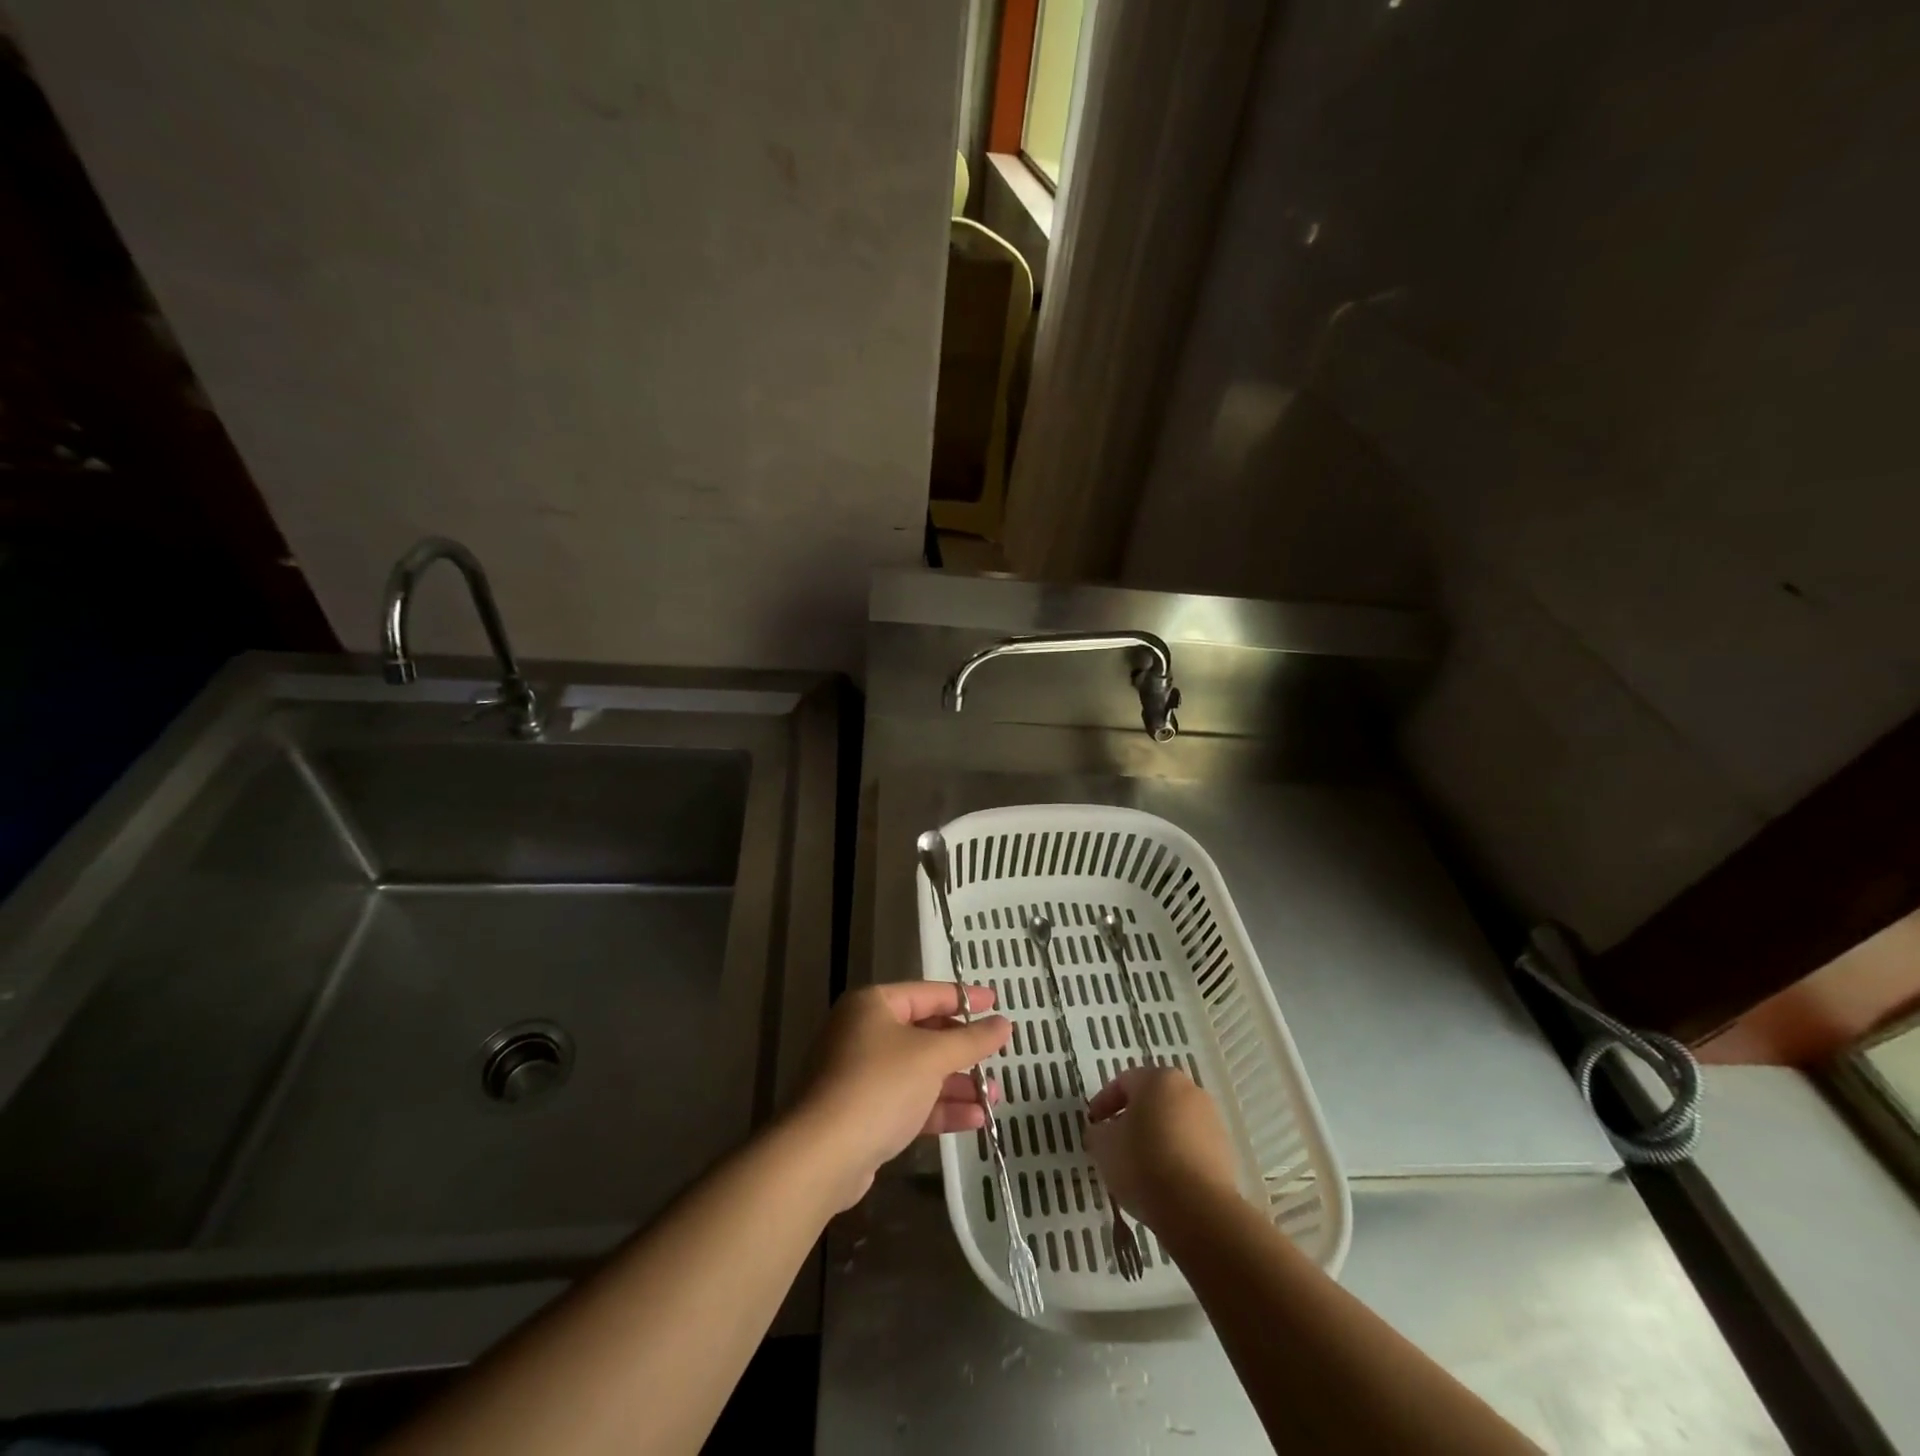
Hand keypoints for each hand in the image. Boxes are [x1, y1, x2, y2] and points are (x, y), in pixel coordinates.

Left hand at [793, 981, 1011, 1209]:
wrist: (820, 1156)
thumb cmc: (878, 1086)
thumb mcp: (932, 1057)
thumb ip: (971, 1040)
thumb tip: (1004, 1023)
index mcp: (873, 1005)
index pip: (927, 993)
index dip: (964, 998)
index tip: (997, 1003)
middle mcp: (863, 1033)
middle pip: (924, 1033)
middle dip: (963, 1051)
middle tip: (997, 1058)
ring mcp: (860, 1075)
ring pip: (919, 1072)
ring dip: (957, 1084)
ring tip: (995, 1098)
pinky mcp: (862, 1113)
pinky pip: (909, 1101)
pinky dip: (939, 1108)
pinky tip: (975, 1120)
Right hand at [1085, 1066, 1240, 1228]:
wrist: (1198, 1209)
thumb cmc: (1143, 1163)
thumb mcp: (1104, 1146)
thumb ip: (1098, 1132)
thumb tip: (1102, 1131)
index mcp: (1158, 1079)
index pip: (1124, 1082)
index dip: (1104, 1102)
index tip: (1093, 1125)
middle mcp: (1189, 1090)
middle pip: (1153, 1100)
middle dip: (1133, 1119)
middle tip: (1115, 1142)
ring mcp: (1212, 1120)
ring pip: (1174, 1123)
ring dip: (1156, 1138)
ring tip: (1140, 1167)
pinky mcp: (1226, 1151)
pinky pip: (1192, 1147)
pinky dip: (1176, 1157)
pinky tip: (1164, 1181)